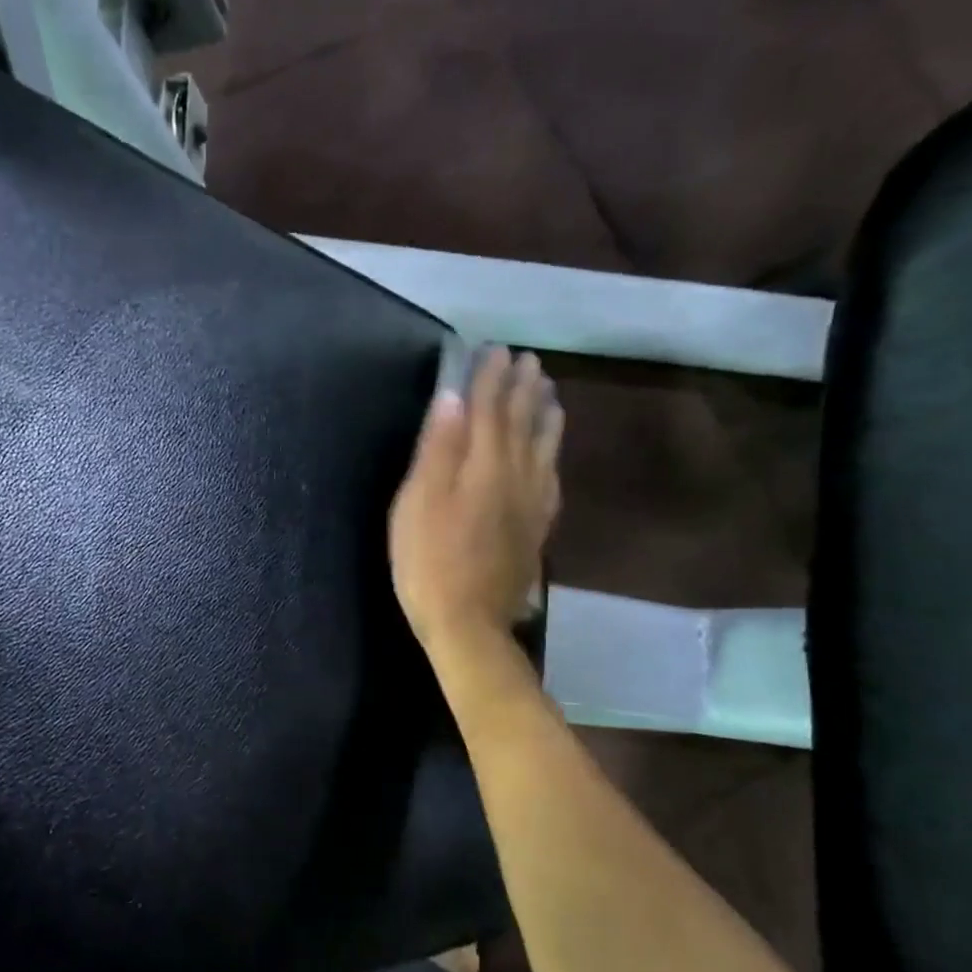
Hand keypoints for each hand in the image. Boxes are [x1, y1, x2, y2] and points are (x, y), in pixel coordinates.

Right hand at [389, 346, 564, 651]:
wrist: (468, 623)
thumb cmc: (429, 561)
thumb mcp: (418, 502)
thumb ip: (438, 448)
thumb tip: (452, 397)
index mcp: (483, 465)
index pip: (489, 409)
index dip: (490, 377)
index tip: (495, 348)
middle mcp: (516, 476)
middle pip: (522, 422)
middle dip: (523, 388)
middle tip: (528, 360)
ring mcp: (531, 503)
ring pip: (544, 447)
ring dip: (545, 414)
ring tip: (548, 391)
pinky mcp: (535, 528)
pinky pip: (551, 478)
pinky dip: (552, 454)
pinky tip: (551, 454)